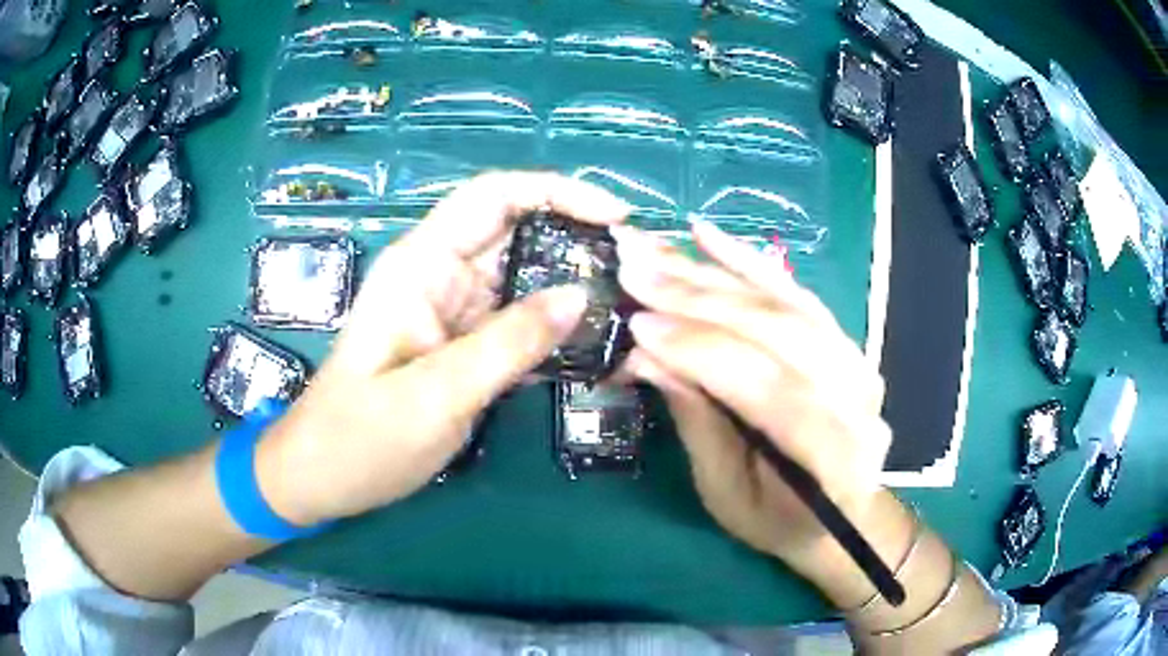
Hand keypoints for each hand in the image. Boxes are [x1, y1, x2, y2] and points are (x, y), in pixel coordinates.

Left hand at [257, 172, 629, 524]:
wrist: (323, 477)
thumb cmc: (362, 438)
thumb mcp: (436, 395)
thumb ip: (509, 343)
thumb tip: (580, 295)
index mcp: (421, 265)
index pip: (494, 196)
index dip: (558, 191)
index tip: (617, 216)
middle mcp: (438, 273)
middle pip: (516, 229)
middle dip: (577, 234)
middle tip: (639, 265)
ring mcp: (452, 309)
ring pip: (523, 274)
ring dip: (573, 281)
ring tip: (630, 301)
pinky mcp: (463, 342)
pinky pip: (517, 318)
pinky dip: (555, 323)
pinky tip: (595, 340)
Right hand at [613, 222, 892, 576]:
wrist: (842, 514)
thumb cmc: (778, 521)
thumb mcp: (726, 494)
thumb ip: (696, 422)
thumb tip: (645, 356)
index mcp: (836, 460)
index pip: (770, 390)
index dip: (703, 352)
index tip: (637, 325)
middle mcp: (858, 400)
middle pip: (779, 334)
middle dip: (699, 300)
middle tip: (634, 270)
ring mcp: (858, 362)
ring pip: (785, 303)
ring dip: (715, 272)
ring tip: (656, 249)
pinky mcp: (845, 341)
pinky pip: (797, 292)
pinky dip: (751, 260)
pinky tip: (709, 235)